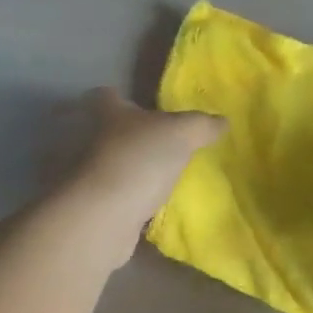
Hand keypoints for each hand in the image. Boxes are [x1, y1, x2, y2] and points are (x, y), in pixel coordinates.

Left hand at [53, 88, 225, 259]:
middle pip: (110, 132)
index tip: (139, 104)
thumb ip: (202, 125)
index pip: (107, 96)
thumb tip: (222, 121)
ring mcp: (90, 175)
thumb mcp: (182, 133)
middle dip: (133, 137)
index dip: (121, 97)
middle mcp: (93, 140)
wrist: (104, 216)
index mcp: (109, 113)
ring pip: (114, 166)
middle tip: (164, 144)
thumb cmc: (139, 159)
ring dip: (133, 171)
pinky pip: (117, 197)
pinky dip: (132, 200)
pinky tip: (154, 206)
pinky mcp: (94, 206)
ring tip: (163, 177)